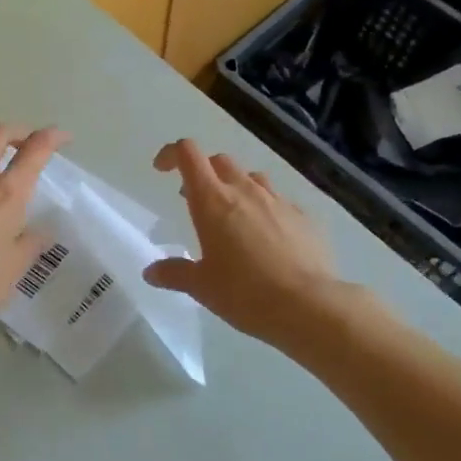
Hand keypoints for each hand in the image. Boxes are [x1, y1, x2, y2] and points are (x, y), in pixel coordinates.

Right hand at [143, 139, 363, 350]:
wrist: (309, 307)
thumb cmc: (244, 293)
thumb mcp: (201, 286)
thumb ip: (174, 274)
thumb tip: (151, 272)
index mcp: (212, 200)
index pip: (188, 154)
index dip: (172, 154)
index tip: (162, 170)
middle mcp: (244, 191)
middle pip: (219, 161)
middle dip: (204, 173)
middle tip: (195, 200)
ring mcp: (278, 201)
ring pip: (252, 178)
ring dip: (236, 187)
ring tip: (233, 216)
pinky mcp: (304, 218)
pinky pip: (280, 202)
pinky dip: (266, 210)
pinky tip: (268, 238)